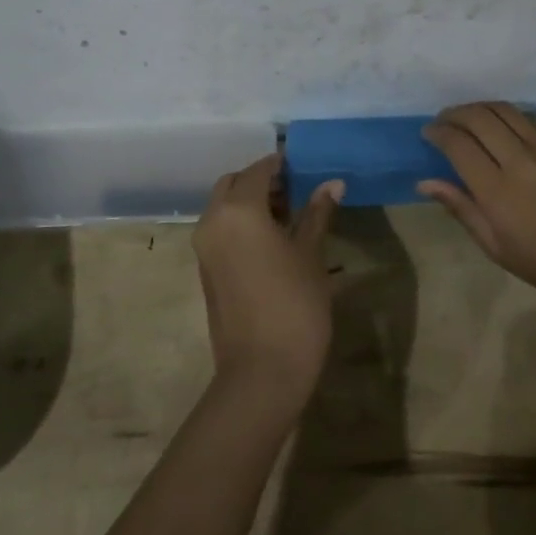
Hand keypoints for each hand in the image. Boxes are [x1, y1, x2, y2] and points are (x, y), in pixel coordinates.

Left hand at [192, 155, 343, 412]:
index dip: (280, 164)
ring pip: (223, 206)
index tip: (303, 164)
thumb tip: (332, 183)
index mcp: (238, 210)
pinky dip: (241, 223)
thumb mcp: (310, 255)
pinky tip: (272, 239)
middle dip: (261, 181)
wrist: (262, 370)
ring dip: (250, 202)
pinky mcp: (205, 268)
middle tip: (295, 191)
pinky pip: (220, 229)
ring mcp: (204, 246)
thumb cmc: (295, 305)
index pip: (258, 171)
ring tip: (289, 216)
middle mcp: (212, 220)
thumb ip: (317, 214)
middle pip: (233, 184)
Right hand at [420, 102, 535, 301]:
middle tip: (444, 121)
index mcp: (497, 191)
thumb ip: (462, 209)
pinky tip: (503, 125)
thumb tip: (425, 182)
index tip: (428, 134)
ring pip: (505, 110)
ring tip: (469, 117)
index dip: (438, 133)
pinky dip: (509, 115)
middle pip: (479, 117)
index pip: (458, 144)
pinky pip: (532, 118)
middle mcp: (520, 160)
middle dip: (455, 113)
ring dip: (480, 108)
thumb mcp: (498, 248)